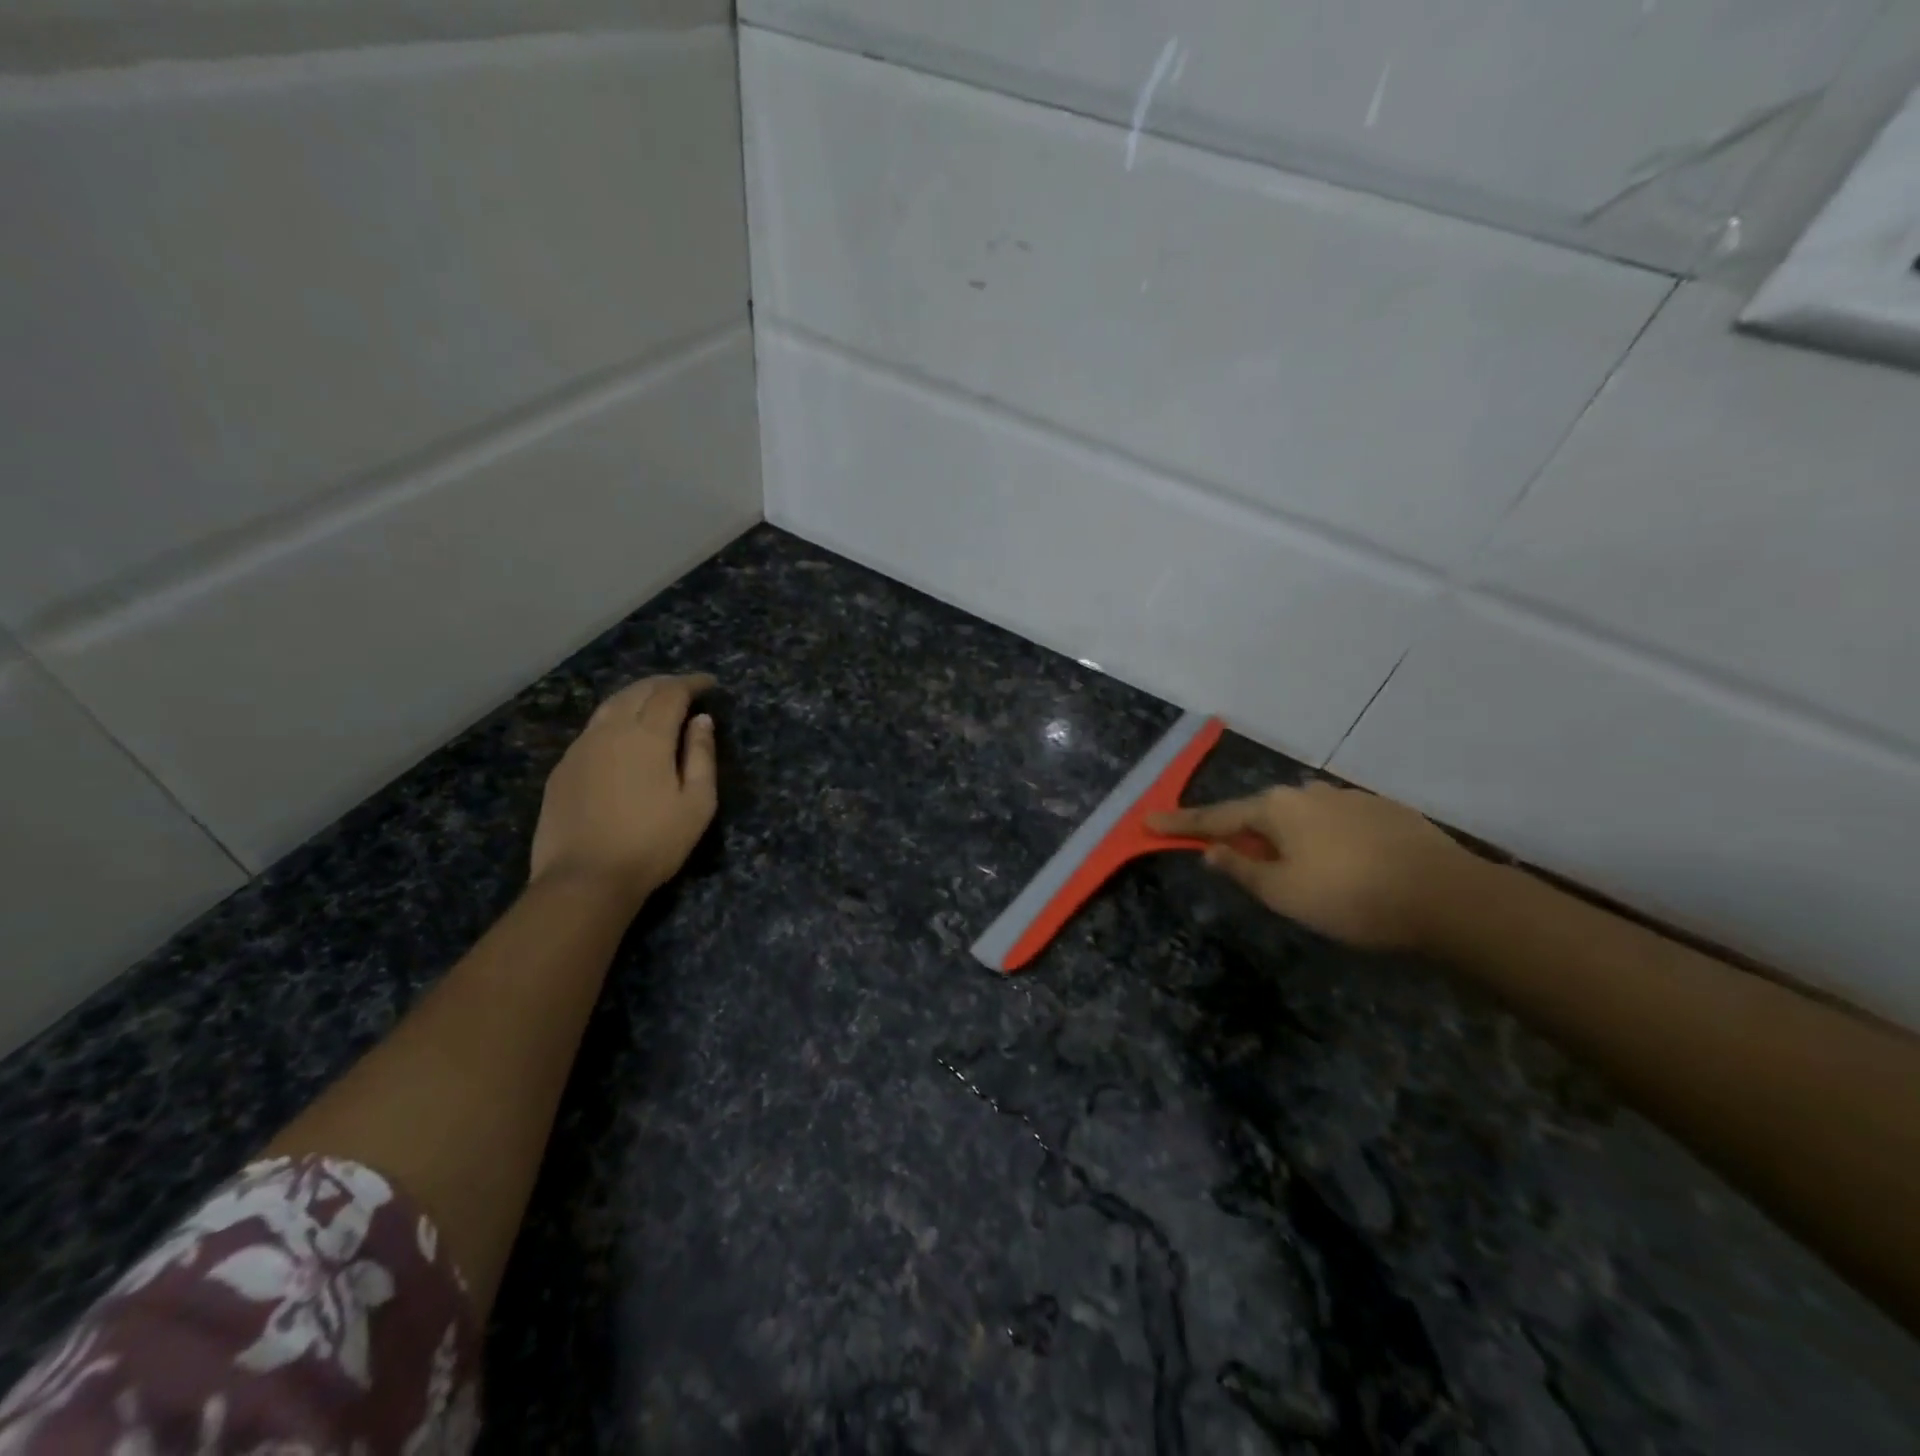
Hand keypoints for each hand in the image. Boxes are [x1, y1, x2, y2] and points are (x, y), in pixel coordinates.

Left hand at [529, 674, 717, 908]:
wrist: (584, 878)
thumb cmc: (652, 843)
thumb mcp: (697, 804)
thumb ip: (701, 756)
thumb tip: (702, 721)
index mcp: (647, 736)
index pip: (671, 693)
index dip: (692, 683)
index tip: (710, 684)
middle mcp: (610, 731)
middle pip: (638, 690)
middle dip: (664, 684)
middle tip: (685, 689)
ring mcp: (581, 748)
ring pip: (610, 705)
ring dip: (636, 696)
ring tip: (654, 704)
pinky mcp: (563, 768)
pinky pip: (593, 728)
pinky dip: (615, 718)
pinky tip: (622, 735)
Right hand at [1147, 782, 1472, 951]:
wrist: (1447, 897)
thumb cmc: (1349, 897)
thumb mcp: (1283, 893)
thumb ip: (1241, 869)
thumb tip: (1212, 851)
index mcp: (1276, 808)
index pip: (1214, 817)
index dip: (1180, 824)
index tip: (1148, 822)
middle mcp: (1307, 793)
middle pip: (1259, 813)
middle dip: (1241, 833)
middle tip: (1231, 858)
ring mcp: (1348, 798)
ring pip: (1300, 817)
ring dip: (1285, 838)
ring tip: (1295, 870)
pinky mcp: (1383, 811)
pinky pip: (1334, 823)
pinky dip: (1322, 840)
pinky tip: (1340, 865)